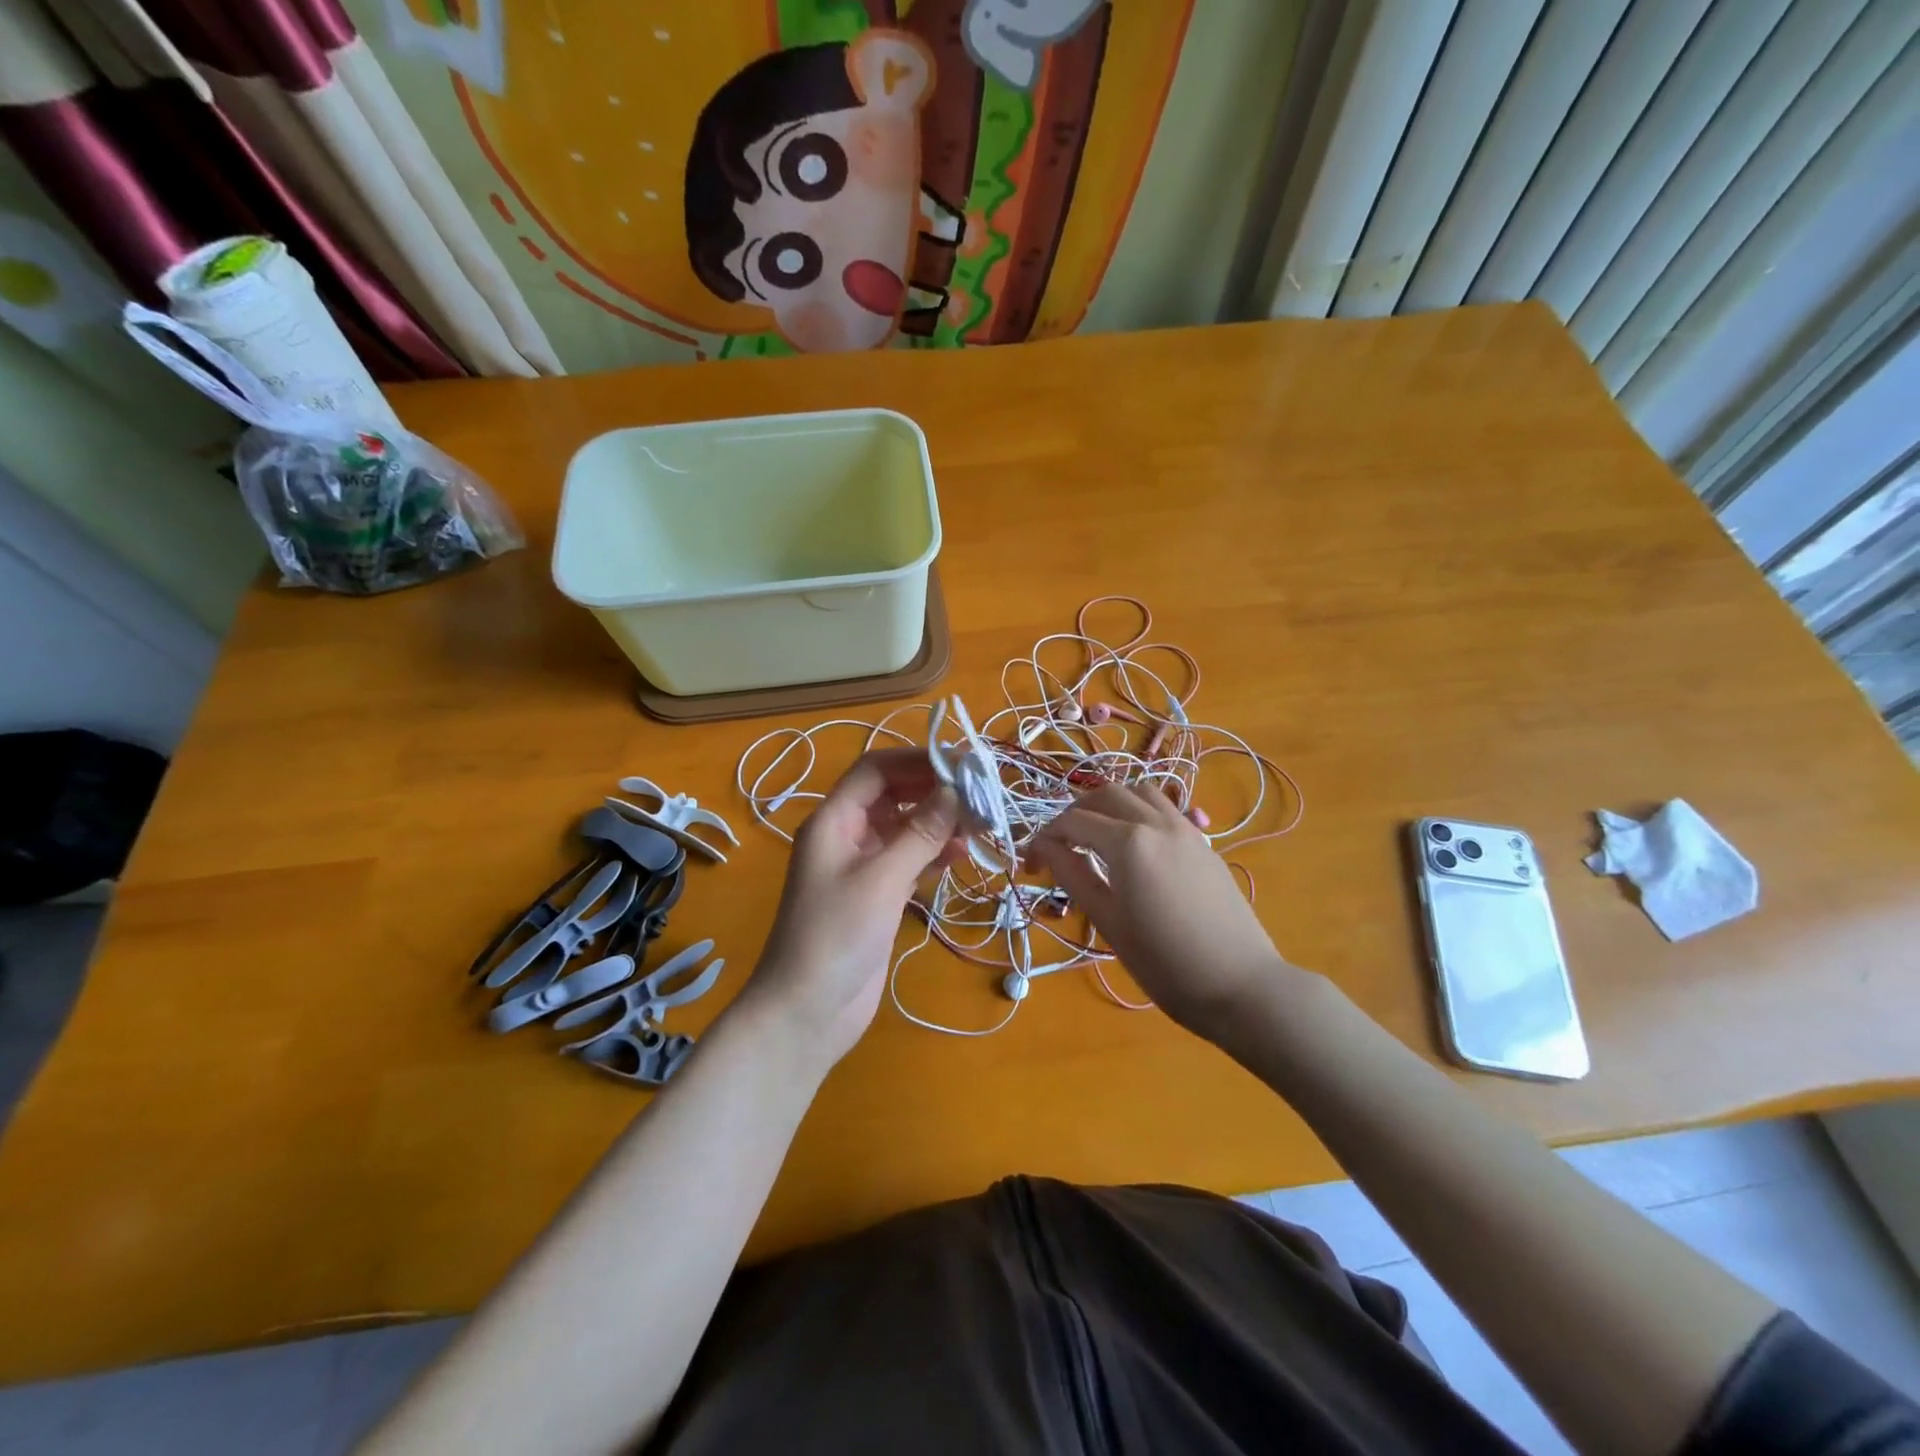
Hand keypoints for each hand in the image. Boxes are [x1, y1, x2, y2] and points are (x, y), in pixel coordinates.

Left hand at [742, 750, 962, 1066]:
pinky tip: (962, 854)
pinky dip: (934, 852)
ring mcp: (862, 866)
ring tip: (980, 826)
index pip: (875, 770)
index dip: (917, 760)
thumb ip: (920, 834)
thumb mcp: (880, 881)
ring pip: (905, 827)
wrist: (806, 1012)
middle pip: (893, 795)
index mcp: (833, 821)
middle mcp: (847, 835)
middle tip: (981, 795)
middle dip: (934, 791)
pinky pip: (909, 858)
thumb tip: (957, 791)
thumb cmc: (835, 938)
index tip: (963, 764)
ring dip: (939, 822)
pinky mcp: (878, 894)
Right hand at [1030, 784, 1296, 1039]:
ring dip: (1109, 804)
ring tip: (1095, 836)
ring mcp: (1186, 829)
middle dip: (1074, 814)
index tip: (1029, 865)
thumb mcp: (1109, 922)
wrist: (1241, 986)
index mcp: (1128, 843)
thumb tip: (1045, 848)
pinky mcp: (1204, 843)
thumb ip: (1074, 875)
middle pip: (1104, 795)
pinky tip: (1134, 846)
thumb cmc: (1165, 964)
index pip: (1072, 823)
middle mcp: (1156, 823)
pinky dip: (1139, 812)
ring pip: (1139, 792)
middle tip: (1058, 847)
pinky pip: (1165, 808)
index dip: (1043, 839)